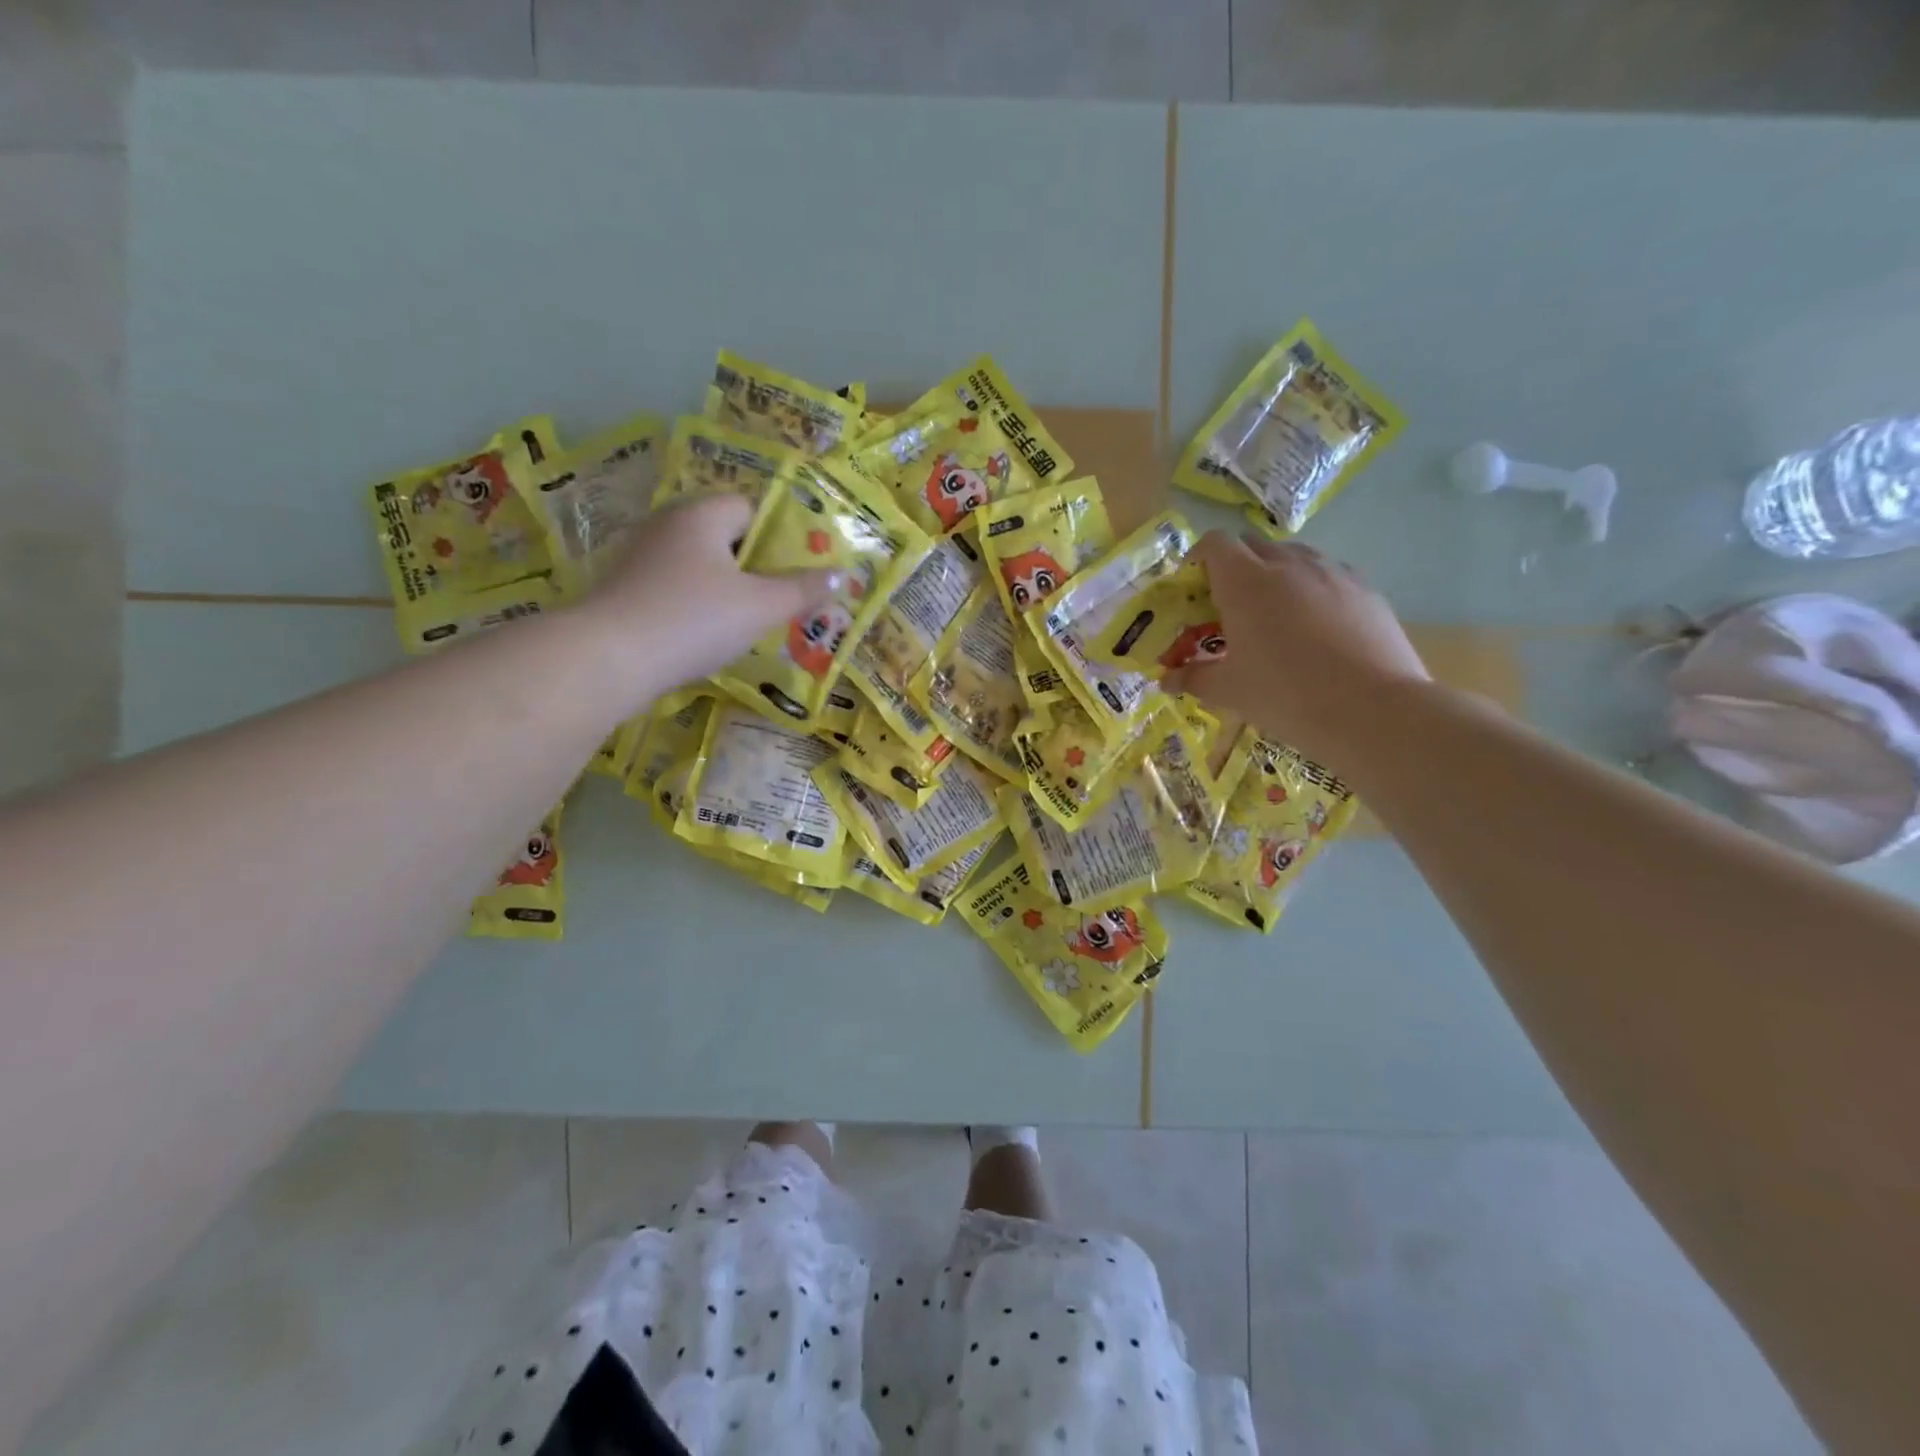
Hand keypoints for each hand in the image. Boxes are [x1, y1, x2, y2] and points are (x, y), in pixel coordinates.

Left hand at [576, 494, 838, 694]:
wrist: (610, 658)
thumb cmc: (695, 619)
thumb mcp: (760, 607)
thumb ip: (802, 591)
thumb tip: (841, 576)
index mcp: (701, 515)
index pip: (749, 508)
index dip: (776, 536)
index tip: (794, 570)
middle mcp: (667, 525)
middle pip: (723, 536)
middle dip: (753, 565)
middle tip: (778, 598)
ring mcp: (641, 557)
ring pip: (698, 565)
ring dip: (724, 588)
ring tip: (748, 621)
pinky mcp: (625, 590)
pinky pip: (674, 588)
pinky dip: (694, 605)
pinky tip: (706, 635)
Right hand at [1165, 532, 1428, 761]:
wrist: (1372, 709)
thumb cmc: (1285, 695)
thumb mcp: (1229, 691)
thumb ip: (1193, 678)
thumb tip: (1166, 681)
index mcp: (1245, 582)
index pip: (1215, 543)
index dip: (1199, 556)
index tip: (1193, 584)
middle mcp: (1287, 565)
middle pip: (1253, 544)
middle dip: (1235, 566)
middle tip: (1229, 605)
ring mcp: (1331, 573)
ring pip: (1294, 556)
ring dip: (1275, 574)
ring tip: (1274, 614)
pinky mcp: (1365, 589)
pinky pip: (1328, 575)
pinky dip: (1312, 589)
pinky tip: (1316, 628)